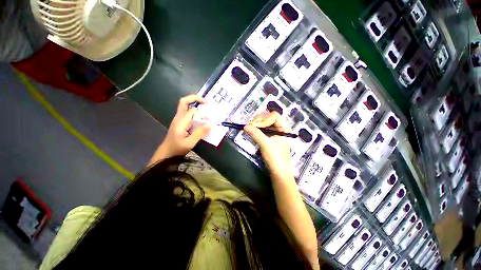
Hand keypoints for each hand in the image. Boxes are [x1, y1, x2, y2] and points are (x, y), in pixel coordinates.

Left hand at [153, 95, 211, 161]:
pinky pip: (187, 112)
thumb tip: (211, 124)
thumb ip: (200, 133)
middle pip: (184, 102)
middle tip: (206, 101)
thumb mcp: (190, 143)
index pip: (192, 111)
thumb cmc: (177, 148)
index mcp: (180, 122)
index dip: (202, 114)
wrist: (166, 152)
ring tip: (205, 105)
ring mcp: (178, 119)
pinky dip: (195, 110)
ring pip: (185, 106)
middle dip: (195, 98)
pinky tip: (201, 116)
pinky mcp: (180, 122)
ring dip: (195, 103)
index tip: (208, 121)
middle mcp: (178, 117)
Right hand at [243, 112, 293, 179]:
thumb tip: (245, 126)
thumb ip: (256, 133)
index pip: (274, 116)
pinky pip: (263, 129)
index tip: (255, 126)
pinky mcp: (270, 138)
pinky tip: (252, 131)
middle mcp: (280, 128)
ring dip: (257, 124)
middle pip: (269, 117)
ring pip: (265, 123)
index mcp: (283, 128)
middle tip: (250, 126)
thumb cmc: (275, 158)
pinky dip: (257, 129)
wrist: (279, 172)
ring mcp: (274, 133)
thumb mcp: (265, 144)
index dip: (264, 119)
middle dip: (259, 120)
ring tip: (250, 128)